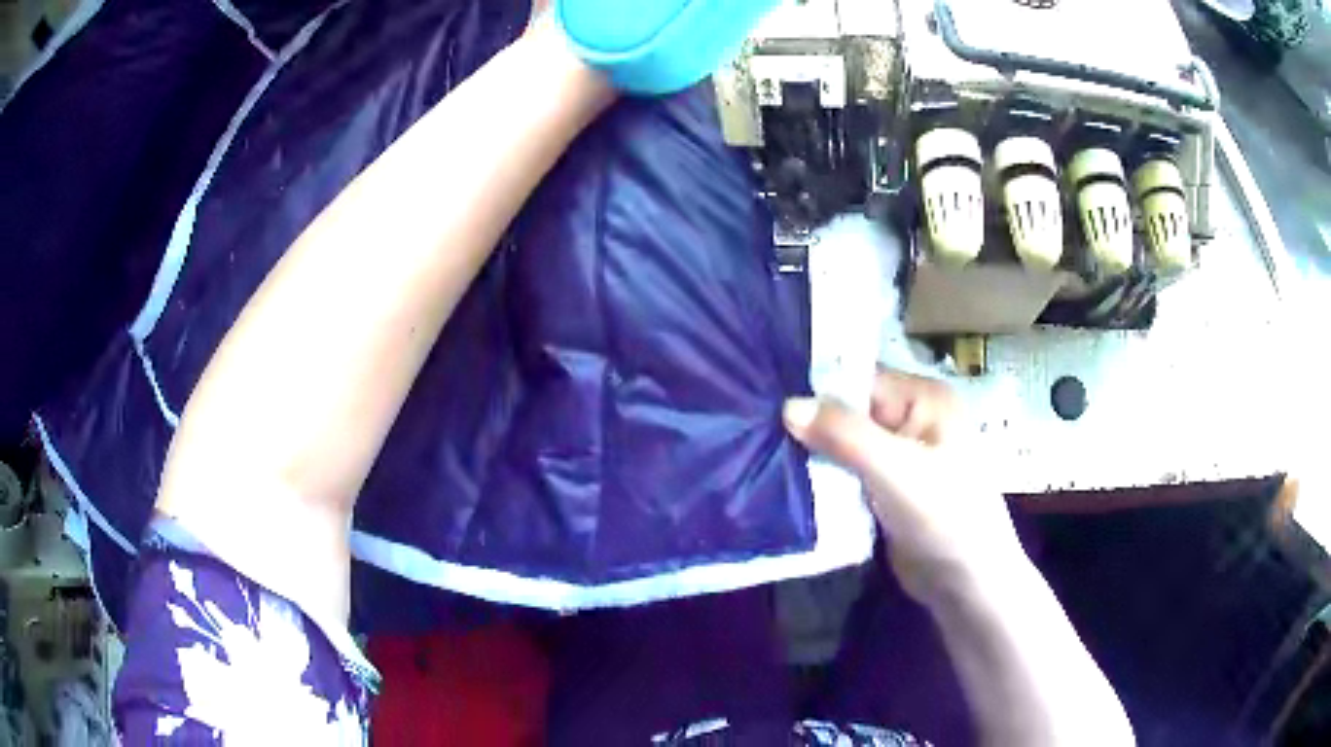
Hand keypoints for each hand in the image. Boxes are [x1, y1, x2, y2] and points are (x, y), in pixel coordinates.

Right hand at [783, 369, 1025, 599]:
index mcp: (923, 398)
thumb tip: (787, 404)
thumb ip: (844, 434)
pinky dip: (824, 481)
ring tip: (764, 459)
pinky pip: (848, 476)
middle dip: (811, 427)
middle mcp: (912, 420)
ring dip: (814, 457)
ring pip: (845, 447)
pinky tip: (790, 485)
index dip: (817, 391)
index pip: (860, 380)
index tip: (766, 403)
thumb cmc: (944, 517)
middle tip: (759, 435)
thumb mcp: (895, 469)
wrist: (965, 583)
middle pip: (849, 412)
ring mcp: (900, 458)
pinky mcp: (887, 491)